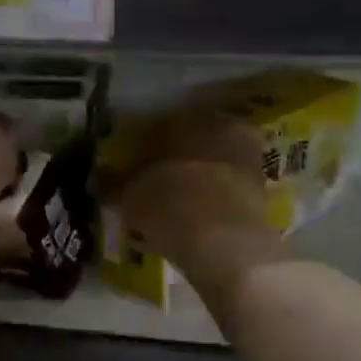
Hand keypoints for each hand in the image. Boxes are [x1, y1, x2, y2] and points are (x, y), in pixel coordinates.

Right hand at [102, 112, 273, 270]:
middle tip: (161, 177)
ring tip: (181, 197)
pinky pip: (232, 184)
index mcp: (190, 118)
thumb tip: (96, 177)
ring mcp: (249, 156)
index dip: (150, 142)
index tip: (138, 160)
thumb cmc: (171, 204)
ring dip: (203, 173)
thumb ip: (112, 182)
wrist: (224, 242)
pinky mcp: (264, 188)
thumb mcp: (130, 195)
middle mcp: (223, 127)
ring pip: (218, 159)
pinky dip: (218, 194)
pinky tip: (201, 211)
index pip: (166, 121)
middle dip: (182, 154)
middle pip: (197, 137)